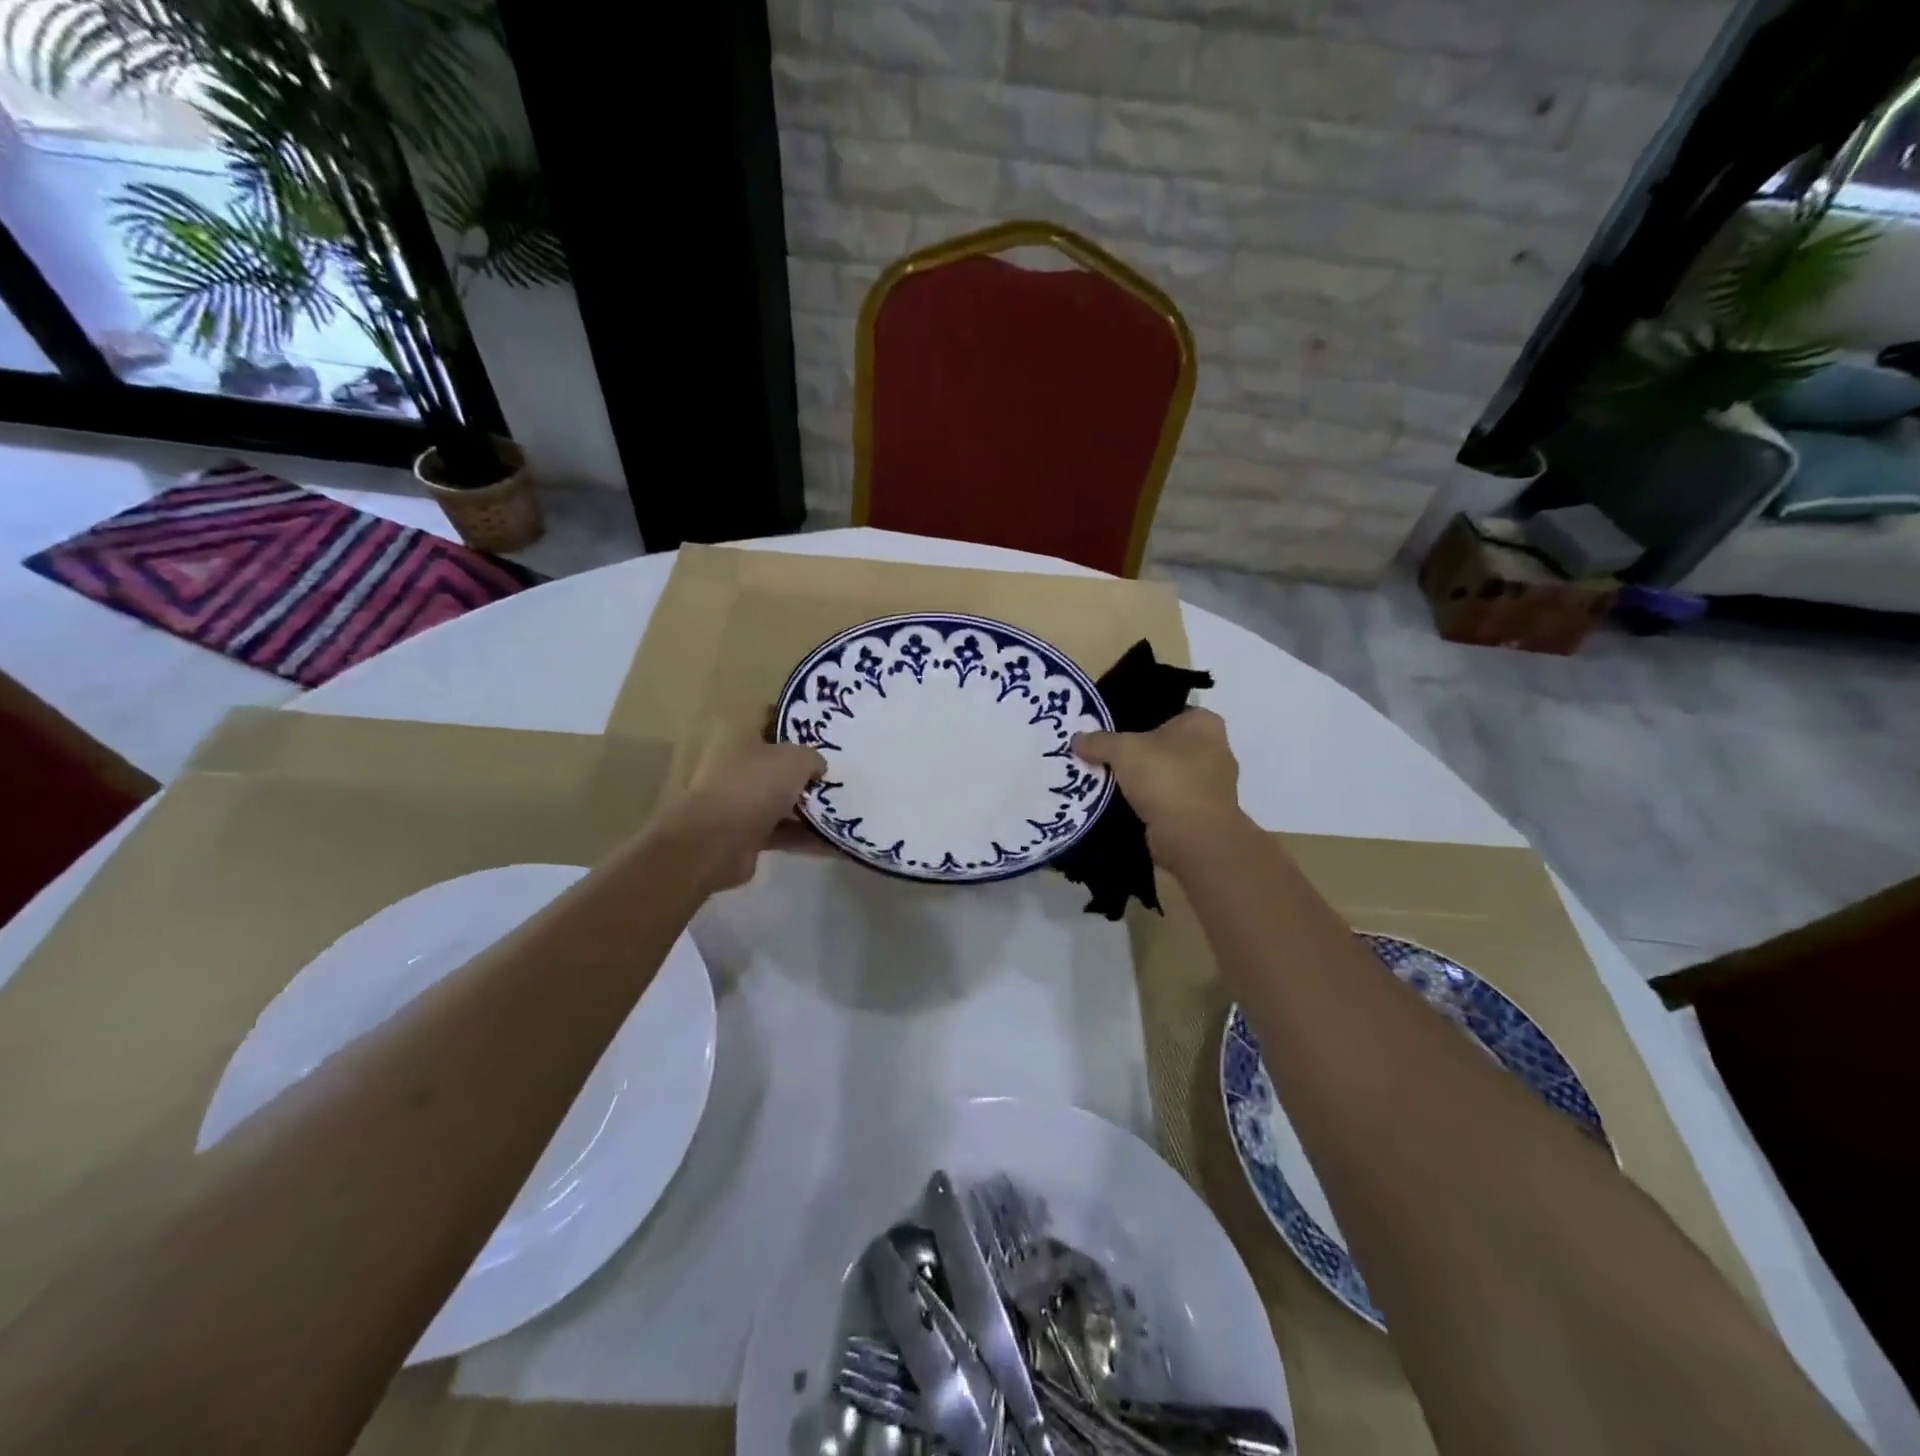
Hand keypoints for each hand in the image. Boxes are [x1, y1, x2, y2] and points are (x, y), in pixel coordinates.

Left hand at [651, 736, 826, 891]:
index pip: (769, 722)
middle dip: (806, 773)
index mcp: (738, 737)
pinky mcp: (744, 835)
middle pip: (777, 766)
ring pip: (780, 801)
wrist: (718, 842)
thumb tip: (818, 768)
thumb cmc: (755, 785)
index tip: (823, 735)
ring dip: (808, 808)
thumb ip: (812, 757)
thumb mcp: (796, 759)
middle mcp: (734, 767)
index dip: (795, 727)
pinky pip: (782, 831)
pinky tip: (834, 841)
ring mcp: (737, 803)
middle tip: (838, 776)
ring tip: (843, 810)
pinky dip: (804, 836)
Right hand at [1073, 709, 1248, 871]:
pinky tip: (1124, 806)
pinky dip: (1151, 803)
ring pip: (1168, 774)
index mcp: (1204, 723)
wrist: (1192, 837)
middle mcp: (1215, 750)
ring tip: (1109, 781)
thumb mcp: (1123, 750)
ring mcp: (1212, 785)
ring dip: (1145, 781)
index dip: (1140, 716)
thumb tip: (1077, 740)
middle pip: (1166, 745)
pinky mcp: (1203, 814)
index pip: (1169, 711)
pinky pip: (1169, 800)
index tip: (1112, 728)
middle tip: (1105, 755)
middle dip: (1140, 752)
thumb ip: (1099, 741)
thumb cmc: (1166, 778)